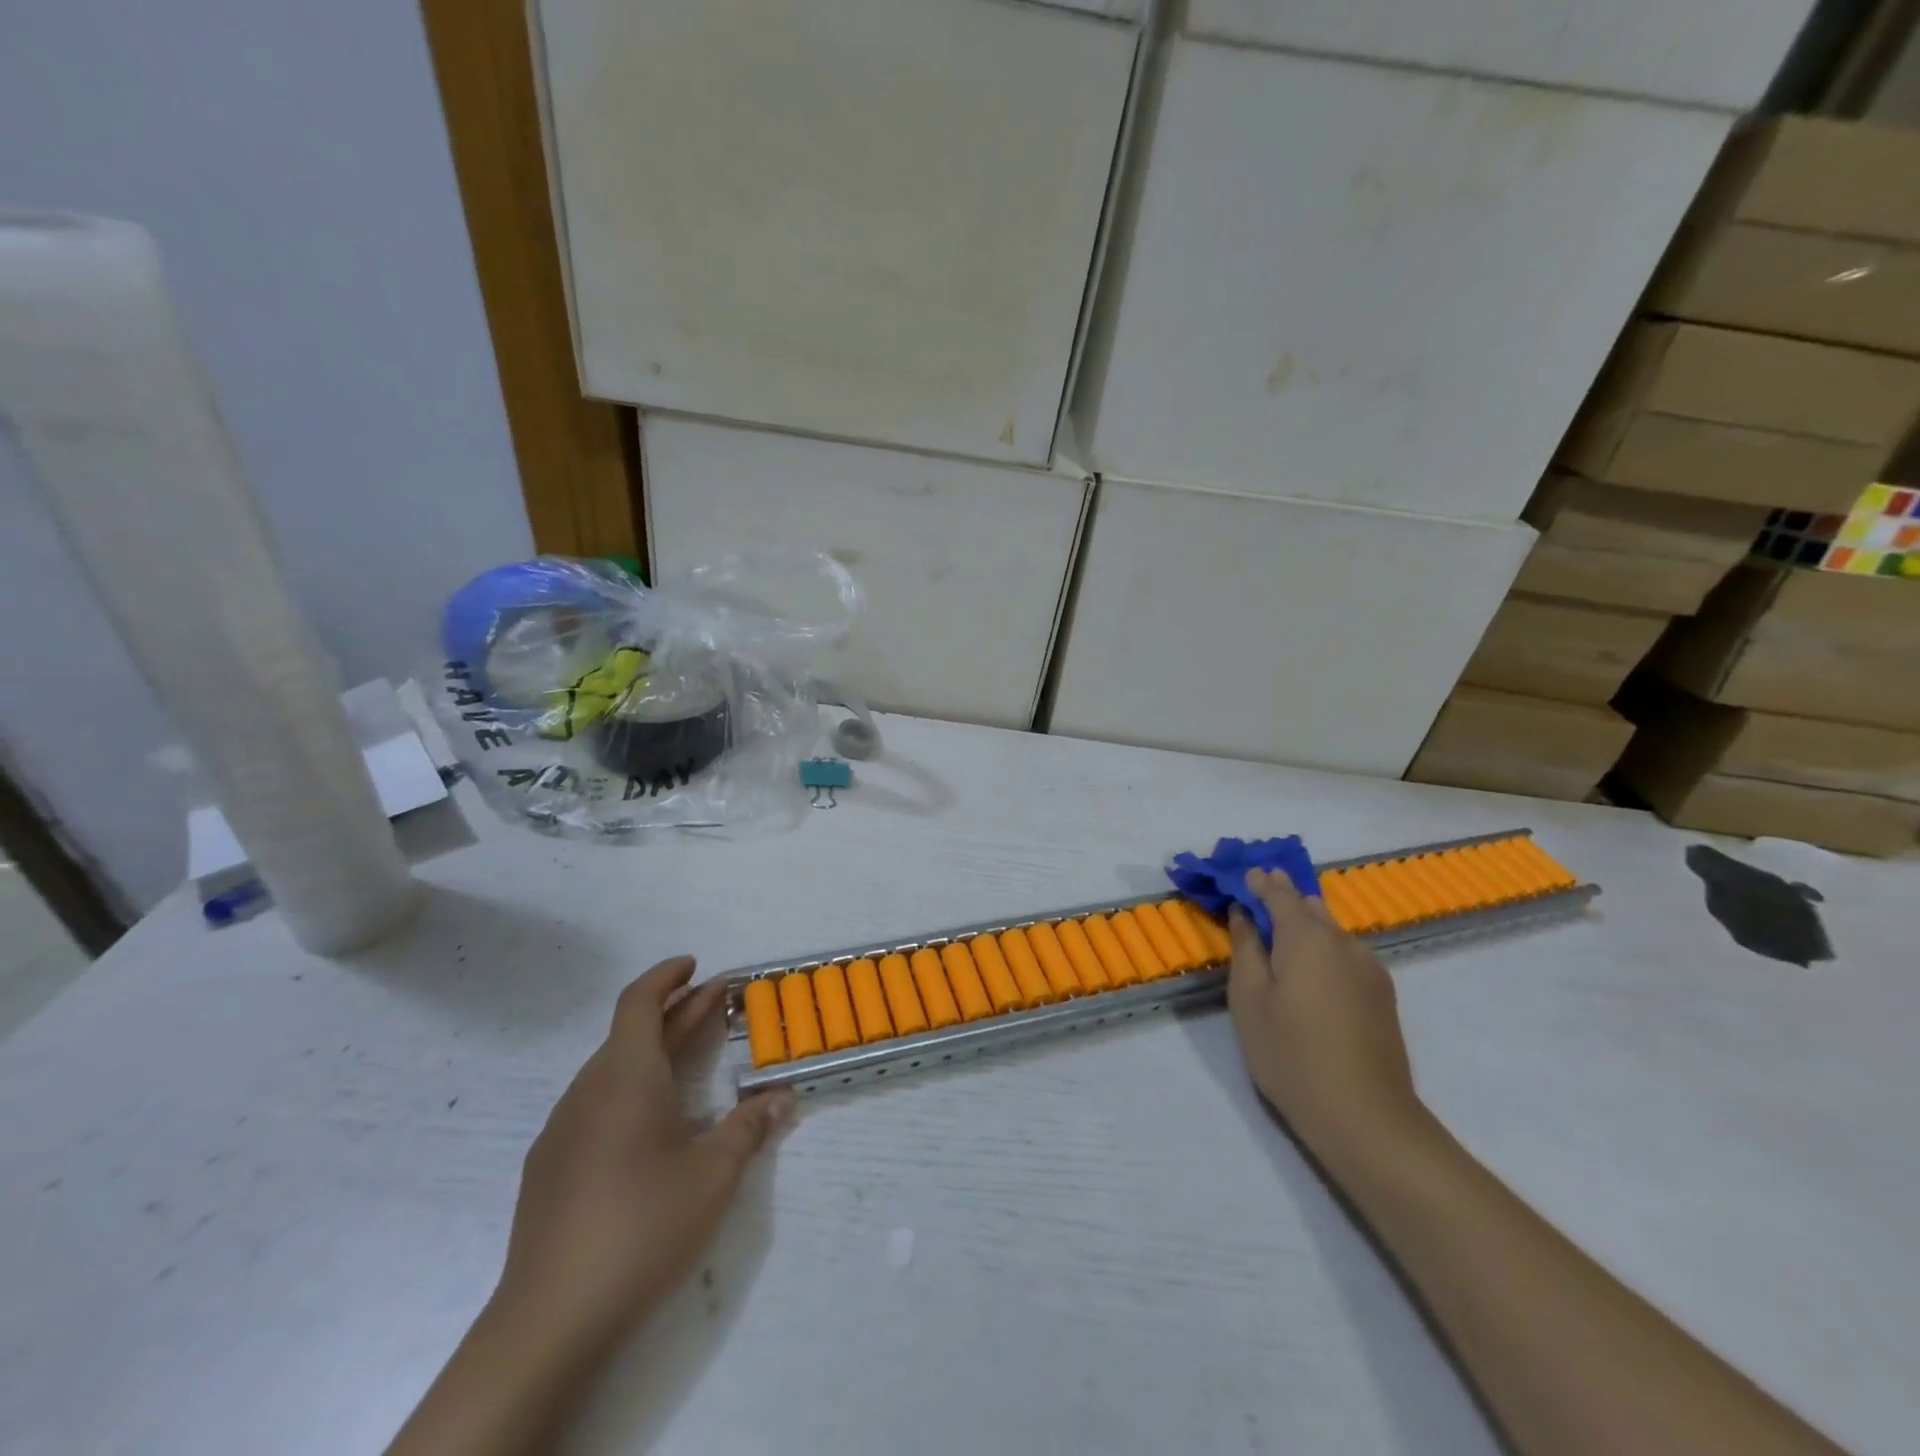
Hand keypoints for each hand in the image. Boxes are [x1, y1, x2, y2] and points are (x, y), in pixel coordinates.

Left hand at [492, 957, 793, 1361]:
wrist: (549, 1319)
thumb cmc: (642, 1226)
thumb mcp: (713, 1175)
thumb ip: (749, 1128)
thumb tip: (782, 1098)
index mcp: (626, 1077)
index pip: (640, 1001)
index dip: (667, 976)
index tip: (696, 965)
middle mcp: (589, 1090)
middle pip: (631, 1031)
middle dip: (676, 1011)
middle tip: (716, 1002)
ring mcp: (562, 1128)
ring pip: (612, 1067)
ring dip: (653, 1049)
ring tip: (690, 1054)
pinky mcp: (549, 1165)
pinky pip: (594, 1102)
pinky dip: (629, 1085)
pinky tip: (649, 1120)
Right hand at [1226, 869, 1425, 1162]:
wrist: (1366, 1117)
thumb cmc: (1291, 1054)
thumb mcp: (1249, 999)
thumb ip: (1245, 948)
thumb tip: (1243, 914)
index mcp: (1307, 937)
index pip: (1279, 892)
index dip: (1258, 881)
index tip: (1241, 874)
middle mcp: (1343, 942)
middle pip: (1309, 907)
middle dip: (1282, 898)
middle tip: (1255, 900)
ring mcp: (1369, 969)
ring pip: (1331, 931)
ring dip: (1304, 925)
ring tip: (1279, 936)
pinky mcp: (1382, 995)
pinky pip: (1346, 954)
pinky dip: (1323, 949)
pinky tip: (1310, 972)